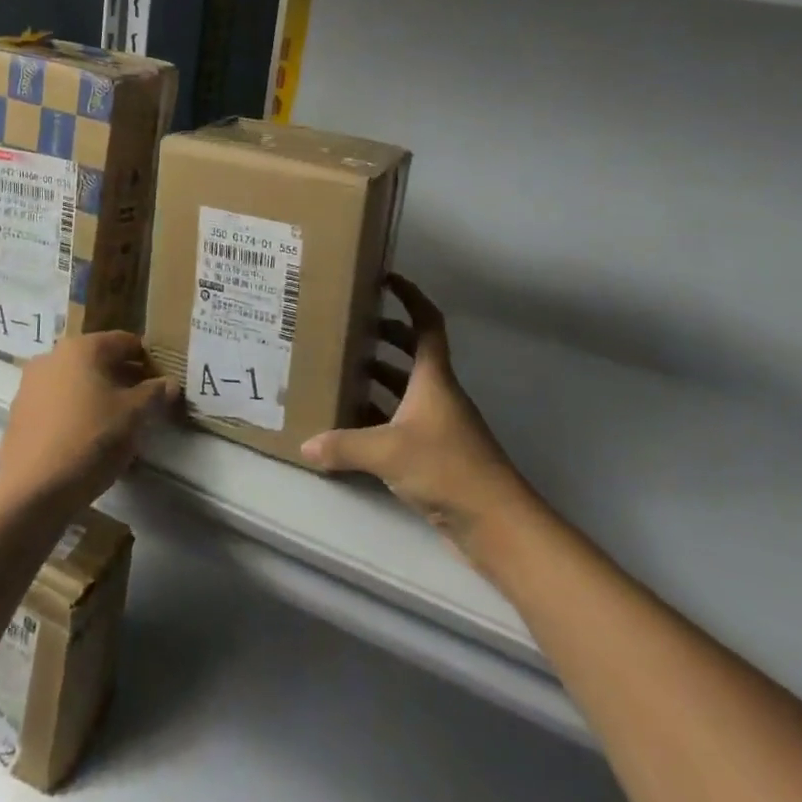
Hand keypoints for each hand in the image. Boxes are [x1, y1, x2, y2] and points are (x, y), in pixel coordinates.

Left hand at [0, 331, 177, 513]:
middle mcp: (52, 357)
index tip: (162, 383)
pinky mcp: (19, 415)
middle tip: (145, 405)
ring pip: (77, 383)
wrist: (33, 491)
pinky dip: (76, 414)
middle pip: (99, 361)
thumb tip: (169, 383)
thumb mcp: (134, 415)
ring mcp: (30, 385)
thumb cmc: (90, 440)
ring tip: (118, 425)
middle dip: (124, 379)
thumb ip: (154, 393)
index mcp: (82, 348)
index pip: (125, 342)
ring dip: (99, 396)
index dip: (148, 360)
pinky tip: (88, 440)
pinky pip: (58, 405)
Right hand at [301, 274, 532, 554]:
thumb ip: (344, 446)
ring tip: (343, 369)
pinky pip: (403, 420)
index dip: (409, 296)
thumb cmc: (447, 468)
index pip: (426, 323)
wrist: (496, 522)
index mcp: (433, 377)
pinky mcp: (436, 453)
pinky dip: (380, 414)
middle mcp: (438, 393)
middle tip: (350, 327)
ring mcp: (439, 423)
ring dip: (380, 375)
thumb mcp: (388, 452)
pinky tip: (353, 423)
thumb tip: (305, 445)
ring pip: (406, 387)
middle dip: (384, 336)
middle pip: (413, 352)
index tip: (386, 278)